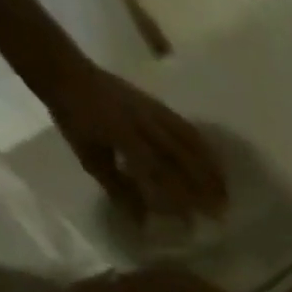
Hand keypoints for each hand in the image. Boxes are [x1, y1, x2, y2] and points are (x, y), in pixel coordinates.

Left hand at [35, 58, 227, 223]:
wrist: (65, 70)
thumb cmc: (74, 118)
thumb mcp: (90, 157)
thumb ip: (118, 188)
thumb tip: (142, 221)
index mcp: (122, 135)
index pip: (156, 172)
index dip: (175, 197)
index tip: (190, 220)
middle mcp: (144, 124)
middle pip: (182, 159)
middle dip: (203, 187)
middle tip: (220, 212)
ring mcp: (154, 113)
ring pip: (191, 145)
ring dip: (211, 171)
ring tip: (225, 194)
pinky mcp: (160, 106)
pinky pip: (189, 130)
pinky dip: (206, 150)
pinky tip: (217, 166)